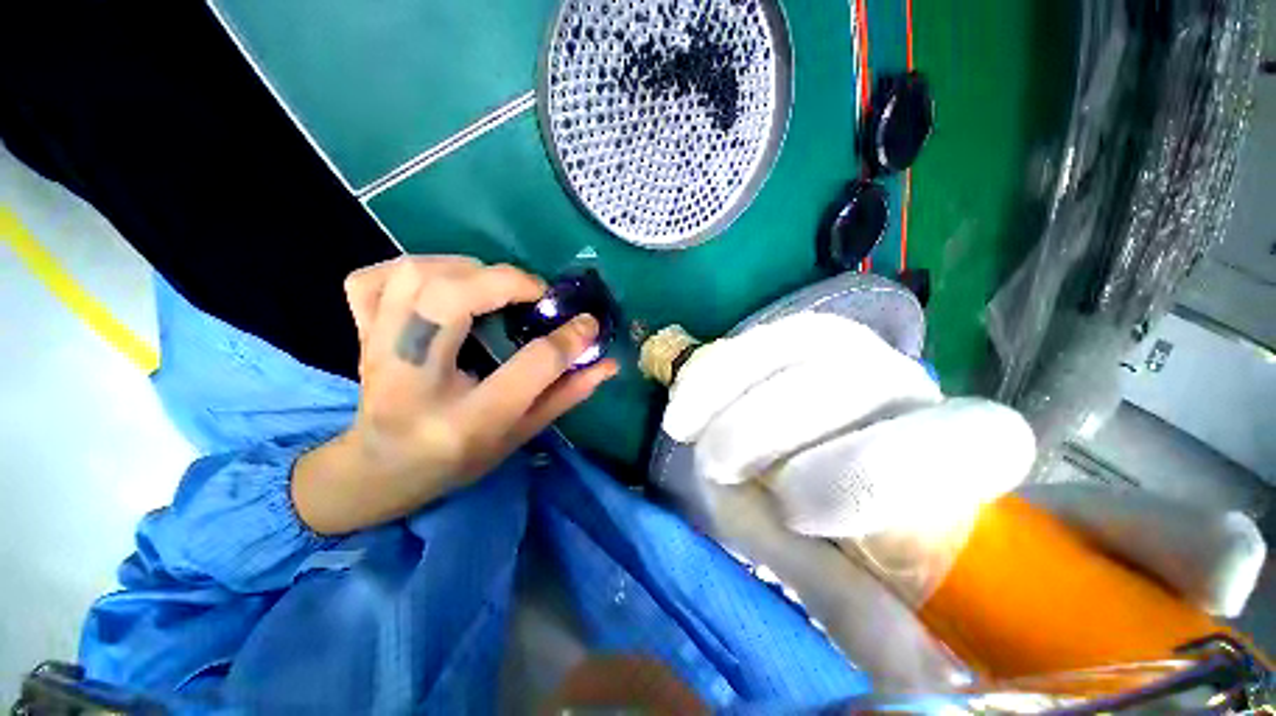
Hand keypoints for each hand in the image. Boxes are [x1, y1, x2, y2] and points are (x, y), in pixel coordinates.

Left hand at [292, 256, 617, 534]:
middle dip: (505, 281)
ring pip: (412, 277)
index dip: (567, 339)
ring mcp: (377, 354)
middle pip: (450, 300)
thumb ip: (567, 395)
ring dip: (465, 268)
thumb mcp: (521, 435)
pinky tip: (440, 282)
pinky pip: (371, 280)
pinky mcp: (360, 336)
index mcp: (465, 422)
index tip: (588, 323)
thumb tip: (608, 362)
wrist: (379, 471)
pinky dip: (409, 268)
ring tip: (495, 284)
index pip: (528, 368)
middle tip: (536, 292)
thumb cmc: (459, 460)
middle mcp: (414, 382)